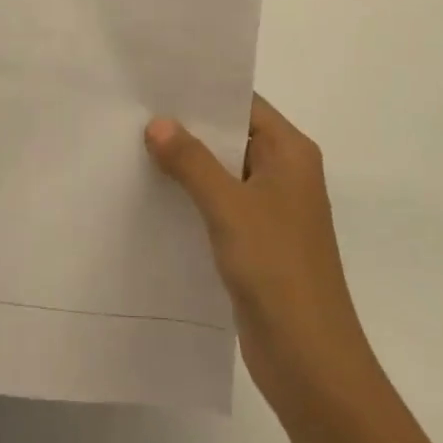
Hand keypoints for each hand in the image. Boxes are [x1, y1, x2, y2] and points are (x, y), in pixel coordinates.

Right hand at [145, 96, 378, 414]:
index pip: (244, 104)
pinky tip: (151, 194)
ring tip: (132, 145)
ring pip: (222, 172)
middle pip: (231, 136)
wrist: (311, 363)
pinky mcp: (256, 241)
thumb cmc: (278, 270)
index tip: (158, 80)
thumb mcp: (230, 208)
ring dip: (186, 164)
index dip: (204, 91)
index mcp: (290, 153)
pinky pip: (219, 205)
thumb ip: (192, 162)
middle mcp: (283, 173)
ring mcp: (270, 209)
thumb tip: (157, 123)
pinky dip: (191, 197)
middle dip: (187, 127)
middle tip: (135, 110)